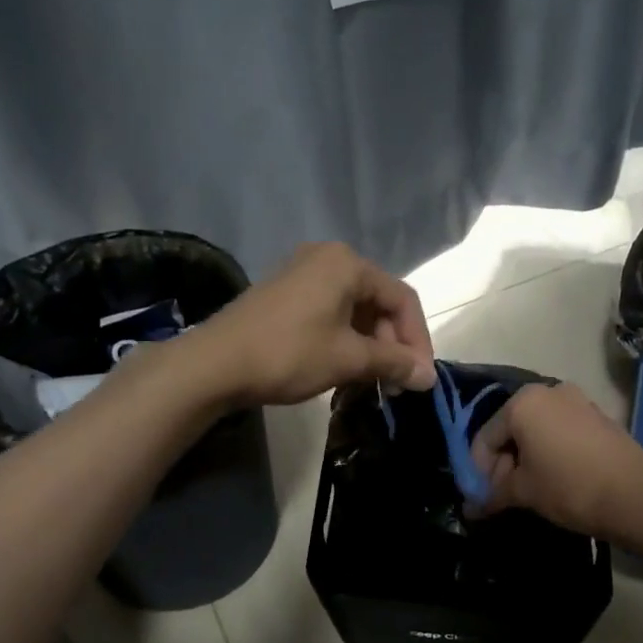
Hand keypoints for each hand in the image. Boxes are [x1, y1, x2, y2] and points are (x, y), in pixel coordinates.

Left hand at [193, 242, 435, 406]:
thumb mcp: (347, 359)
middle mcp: (327, 259)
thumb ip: (393, 363)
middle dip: (393, 344)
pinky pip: (331, 312)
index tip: (420, 378)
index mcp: (347, 264)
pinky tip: (346, 369)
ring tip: (373, 381)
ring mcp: (303, 274)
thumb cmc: (288, 354)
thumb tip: (429, 377)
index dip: (417, 340)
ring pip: (355, 310)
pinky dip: (346, 340)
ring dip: (371, 346)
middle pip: (379, 302)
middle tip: (396, 384)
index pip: (402, 299)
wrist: (214, 364)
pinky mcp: (285, 294)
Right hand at [467, 382, 642, 544]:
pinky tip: (553, 479)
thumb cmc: (569, 487)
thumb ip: (492, 494)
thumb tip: (471, 508)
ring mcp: (577, 401)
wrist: (636, 496)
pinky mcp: (598, 416)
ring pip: (536, 430)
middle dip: (502, 464)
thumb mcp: (523, 492)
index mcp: (522, 402)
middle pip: (510, 429)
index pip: (485, 438)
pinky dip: (550, 452)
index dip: (478, 471)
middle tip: (503, 497)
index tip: (481, 498)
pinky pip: (560, 432)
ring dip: (526, 459)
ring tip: (528, 491)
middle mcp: (548, 391)